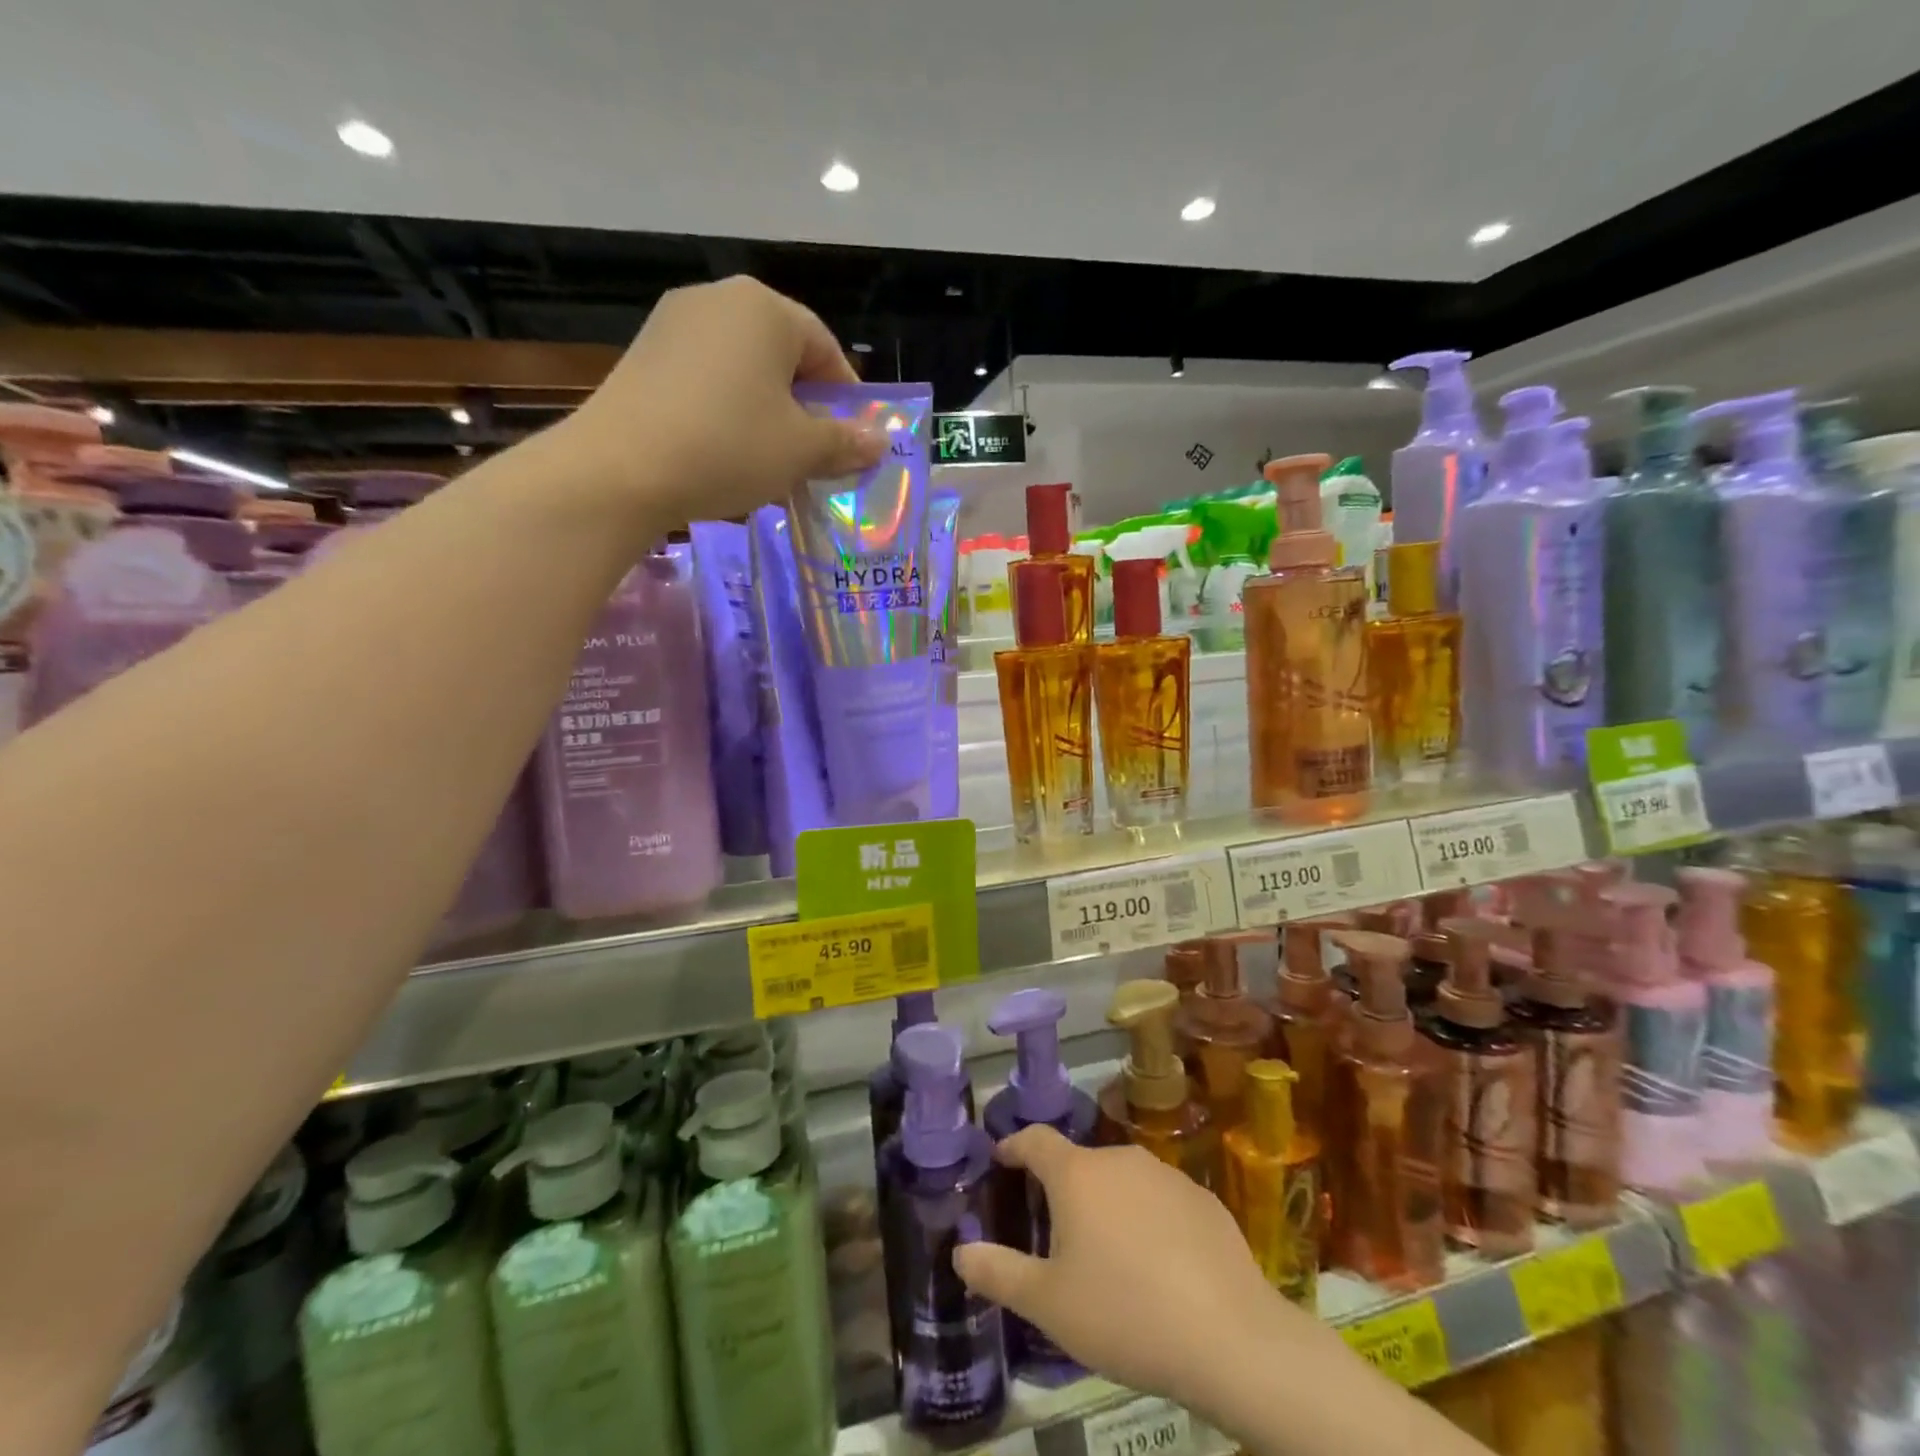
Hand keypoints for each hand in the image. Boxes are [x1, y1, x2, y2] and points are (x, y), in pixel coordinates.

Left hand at [561, 276, 884, 531]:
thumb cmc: (729, 447)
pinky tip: (724, 452)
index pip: (825, 348)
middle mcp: (719, 299)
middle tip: (813, 455)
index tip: (852, 441)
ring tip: (770, 459)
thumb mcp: (801, 451)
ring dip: (767, 412)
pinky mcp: (644, 355)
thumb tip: (879, 441)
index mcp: (765, 308)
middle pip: (783, 355)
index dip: (846, 398)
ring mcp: (674, 324)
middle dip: (805, 406)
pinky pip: (706, 379)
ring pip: (743, 369)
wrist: (620, 469)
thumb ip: (845, 442)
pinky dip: (727, 411)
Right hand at [954, 1127, 1314, 1408]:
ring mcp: (1166, 1175)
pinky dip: (1148, 1221)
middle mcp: (1119, 1159)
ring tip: (1108, 1256)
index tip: (1002, 1158)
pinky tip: (1158, 1267)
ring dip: (1108, 1206)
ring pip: (1122, 1182)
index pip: (1035, 1139)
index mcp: (1077, 1175)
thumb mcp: (1048, 1305)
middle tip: (1056, 1235)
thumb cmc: (1125, 1314)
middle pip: (1080, 1165)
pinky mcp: (1203, 1199)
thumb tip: (960, 1250)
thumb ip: (998, 1272)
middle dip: (1063, 1190)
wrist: (1230, 1337)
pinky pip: (1161, 1201)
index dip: (1014, 1145)